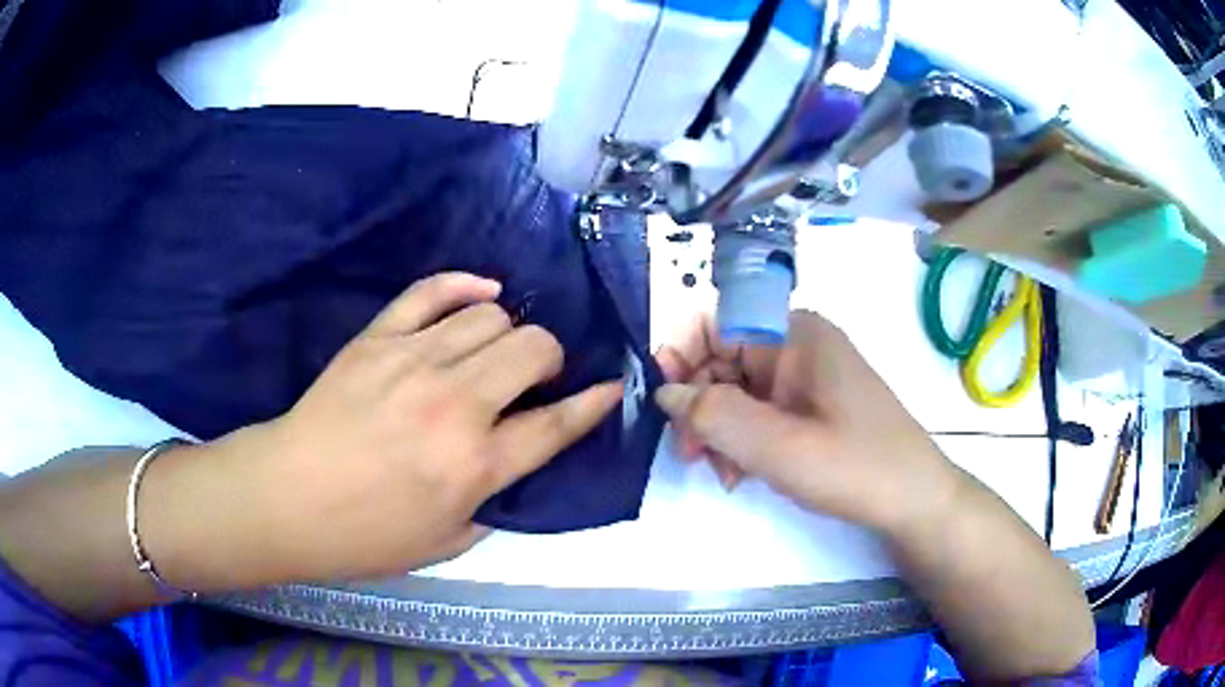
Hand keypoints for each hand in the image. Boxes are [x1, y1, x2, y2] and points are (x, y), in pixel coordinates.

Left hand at [188, 273, 621, 583]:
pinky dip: (466, 285)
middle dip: (550, 359)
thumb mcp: (446, 543)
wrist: (288, 497)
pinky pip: (433, 290)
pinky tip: (481, 293)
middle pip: (534, 349)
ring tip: (492, 353)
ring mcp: (415, 361)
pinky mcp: (379, 338)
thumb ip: (493, 502)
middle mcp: (456, 404)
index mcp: (476, 465)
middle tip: (533, 379)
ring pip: (492, 316)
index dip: (594, 404)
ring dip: (508, 333)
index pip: (558, 425)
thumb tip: (514, 462)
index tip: (610, 388)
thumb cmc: (367, 535)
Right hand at [654, 311, 962, 535]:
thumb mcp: (778, 446)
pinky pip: (760, 410)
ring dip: (720, 429)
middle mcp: (797, 344)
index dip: (682, 356)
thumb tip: (665, 391)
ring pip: (737, 390)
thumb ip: (714, 415)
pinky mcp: (811, 404)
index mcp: (794, 333)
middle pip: (723, 359)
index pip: (715, 322)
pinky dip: (743, 439)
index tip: (665, 407)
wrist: (914, 500)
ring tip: (724, 474)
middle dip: (700, 406)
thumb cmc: (855, 467)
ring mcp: (806, 375)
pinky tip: (743, 472)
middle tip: (692, 455)